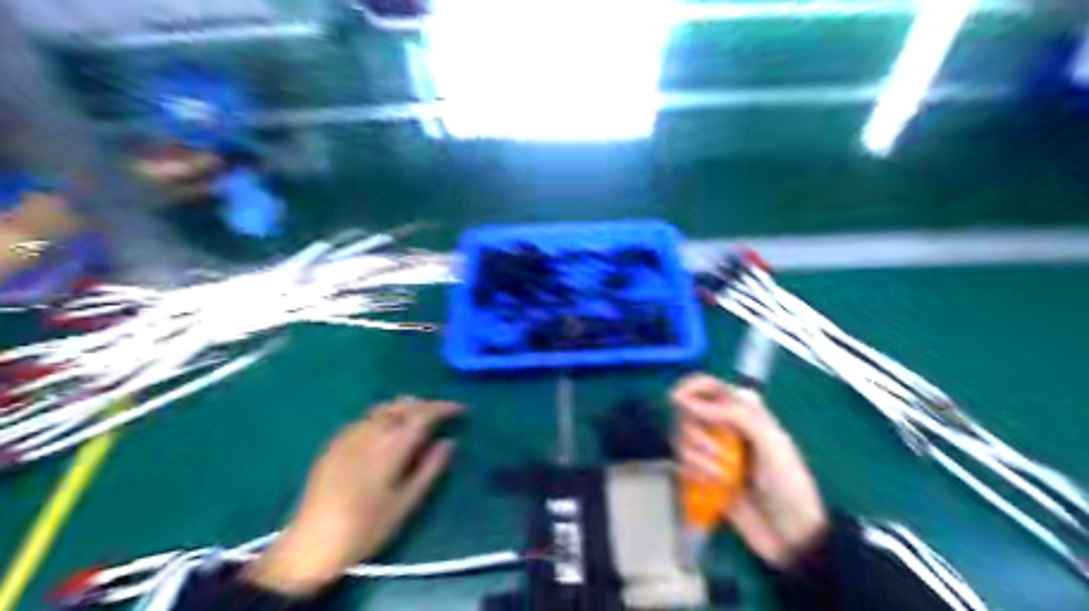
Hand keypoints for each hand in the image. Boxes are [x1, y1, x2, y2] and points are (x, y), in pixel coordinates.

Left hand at [248, 398, 460, 594]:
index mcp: (391, 446)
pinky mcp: (335, 442)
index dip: (444, 408)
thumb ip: (430, 469)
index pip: (423, 414)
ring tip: (419, 418)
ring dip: (406, 407)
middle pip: (403, 405)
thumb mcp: (406, 504)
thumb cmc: (366, 528)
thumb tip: (450, 442)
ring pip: (384, 407)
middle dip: (427, 405)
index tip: (461, 410)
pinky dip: (386, 414)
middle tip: (443, 414)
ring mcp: (349, 434)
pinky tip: (388, 429)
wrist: (310, 543)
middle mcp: (370, 432)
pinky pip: (367, 417)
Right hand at [673, 375, 825, 568]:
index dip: (690, 387)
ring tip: (722, 477)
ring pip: (683, 439)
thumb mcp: (771, 443)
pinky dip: (693, 473)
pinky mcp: (703, 475)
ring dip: (698, 457)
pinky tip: (712, 485)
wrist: (791, 536)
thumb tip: (689, 401)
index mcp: (744, 412)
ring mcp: (713, 452)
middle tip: (717, 452)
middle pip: (688, 412)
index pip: (709, 386)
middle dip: (697, 433)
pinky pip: (683, 463)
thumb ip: (734, 414)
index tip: (676, 400)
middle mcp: (724, 427)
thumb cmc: (788, 484)